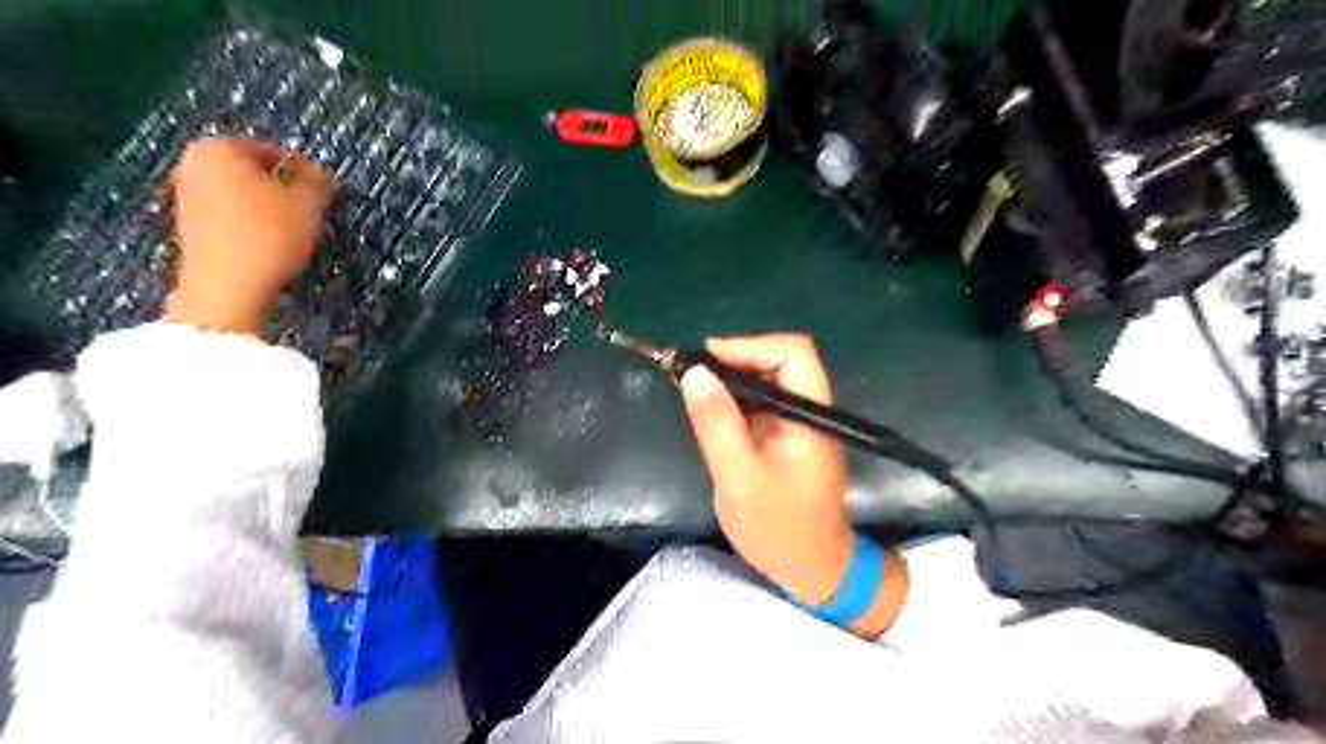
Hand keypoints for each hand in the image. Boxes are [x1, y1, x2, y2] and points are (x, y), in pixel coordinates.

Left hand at [162, 137, 335, 334]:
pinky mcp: (189, 226)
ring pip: (243, 195)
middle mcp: (193, 164)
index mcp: (219, 147)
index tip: (323, 194)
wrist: (227, 287)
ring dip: (269, 209)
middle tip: (310, 212)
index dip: (305, 174)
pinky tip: (270, 245)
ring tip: (293, 232)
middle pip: (254, 173)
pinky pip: (231, 217)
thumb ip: (319, 181)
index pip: (275, 151)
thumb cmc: (268, 236)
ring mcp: (186, 195)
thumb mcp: (309, 204)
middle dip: (283, 190)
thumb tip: (321, 174)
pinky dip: (252, 226)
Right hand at [679, 334, 855, 605]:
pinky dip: (733, 399)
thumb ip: (717, 424)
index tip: (707, 359)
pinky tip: (708, 409)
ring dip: (731, 378)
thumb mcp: (738, 477)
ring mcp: (798, 424)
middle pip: (780, 361)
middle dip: (735, 358)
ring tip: (691, 387)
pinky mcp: (785, 438)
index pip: (793, 353)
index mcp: (810, 415)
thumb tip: (695, 373)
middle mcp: (809, 411)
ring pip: (768, 380)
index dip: (751, 345)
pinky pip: (761, 403)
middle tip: (690, 373)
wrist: (811, 569)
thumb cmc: (778, 528)